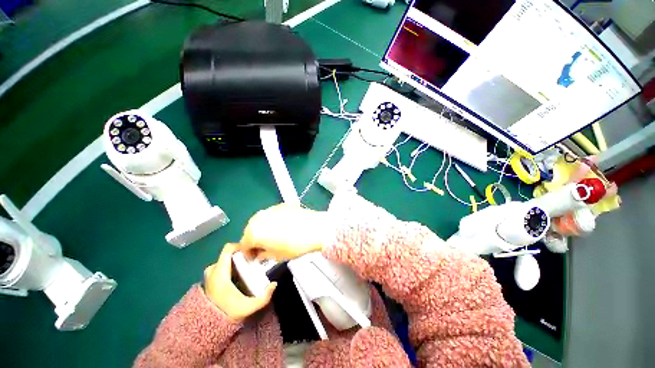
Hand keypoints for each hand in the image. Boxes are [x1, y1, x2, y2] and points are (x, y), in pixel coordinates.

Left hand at [204, 243, 276, 321]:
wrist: (206, 329)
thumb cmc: (227, 314)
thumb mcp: (248, 307)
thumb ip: (264, 297)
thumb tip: (274, 284)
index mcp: (220, 273)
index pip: (228, 249)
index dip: (240, 245)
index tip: (251, 251)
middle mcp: (212, 271)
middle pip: (227, 255)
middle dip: (239, 255)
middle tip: (251, 261)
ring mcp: (208, 276)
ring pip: (223, 261)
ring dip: (234, 262)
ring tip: (245, 268)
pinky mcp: (208, 281)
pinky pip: (219, 267)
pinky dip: (228, 268)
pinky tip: (237, 276)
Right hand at [239, 204, 333, 261]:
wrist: (315, 228)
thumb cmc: (295, 245)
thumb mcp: (277, 256)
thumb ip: (264, 255)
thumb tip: (260, 255)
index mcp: (254, 232)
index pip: (244, 245)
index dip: (248, 253)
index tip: (254, 258)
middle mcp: (259, 218)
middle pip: (251, 230)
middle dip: (254, 240)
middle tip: (263, 248)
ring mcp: (271, 209)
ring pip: (261, 220)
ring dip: (263, 229)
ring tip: (273, 237)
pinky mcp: (281, 205)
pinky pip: (272, 214)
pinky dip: (273, 221)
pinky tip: (282, 227)